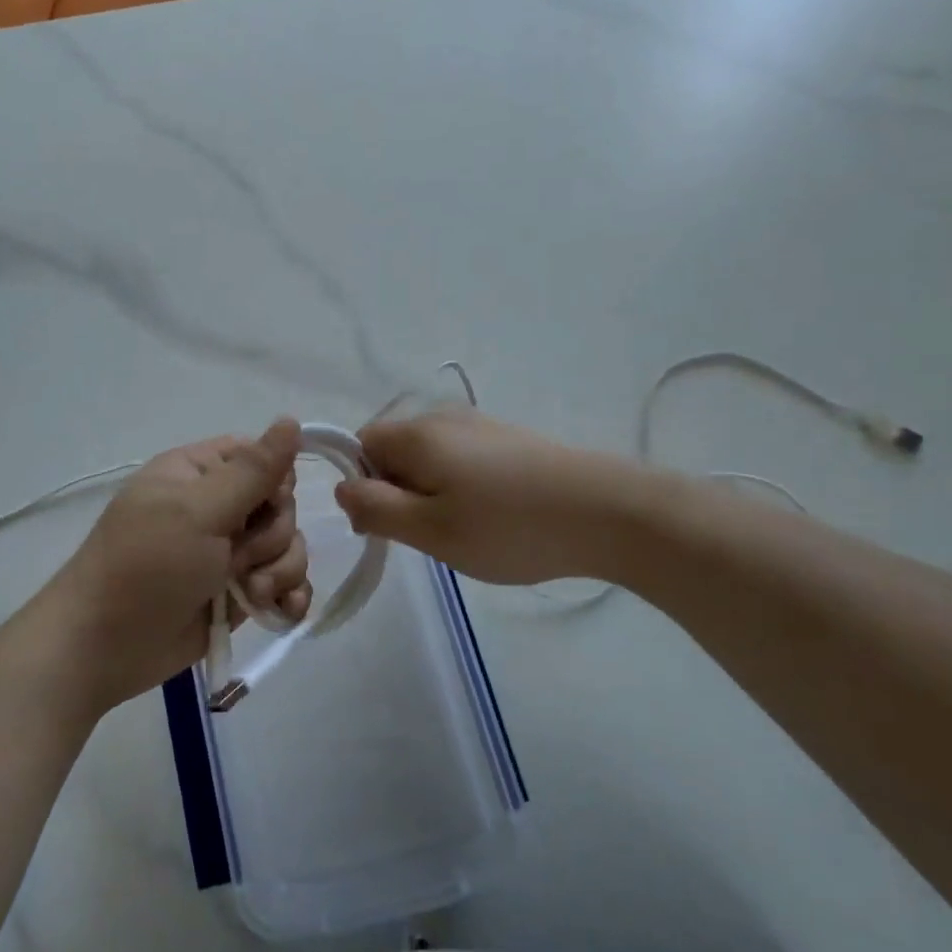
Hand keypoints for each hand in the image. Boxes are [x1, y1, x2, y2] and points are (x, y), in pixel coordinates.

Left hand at [49, 420, 310, 712]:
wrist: (107, 647)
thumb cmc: (146, 566)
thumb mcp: (198, 511)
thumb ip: (252, 471)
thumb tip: (291, 420)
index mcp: (199, 473)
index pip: (260, 457)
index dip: (276, 480)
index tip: (266, 504)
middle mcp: (218, 508)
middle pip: (281, 505)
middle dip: (274, 536)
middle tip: (239, 560)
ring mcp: (230, 553)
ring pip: (288, 547)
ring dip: (281, 571)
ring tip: (252, 594)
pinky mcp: (240, 594)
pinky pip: (285, 584)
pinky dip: (288, 597)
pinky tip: (281, 610)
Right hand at [336, 409, 650, 584]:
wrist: (609, 512)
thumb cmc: (508, 526)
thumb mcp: (429, 530)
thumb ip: (375, 508)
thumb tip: (342, 488)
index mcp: (417, 433)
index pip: (359, 444)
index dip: (362, 484)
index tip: (388, 523)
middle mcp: (444, 418)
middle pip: (394, 450)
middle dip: (398, 491)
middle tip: (429, 534)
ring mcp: (481, 426)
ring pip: (429, 459)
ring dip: (431, 494)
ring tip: (465, 531)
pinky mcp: (510, 441)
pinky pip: (461, 461)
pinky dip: (462, 489)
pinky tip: (494, 518)